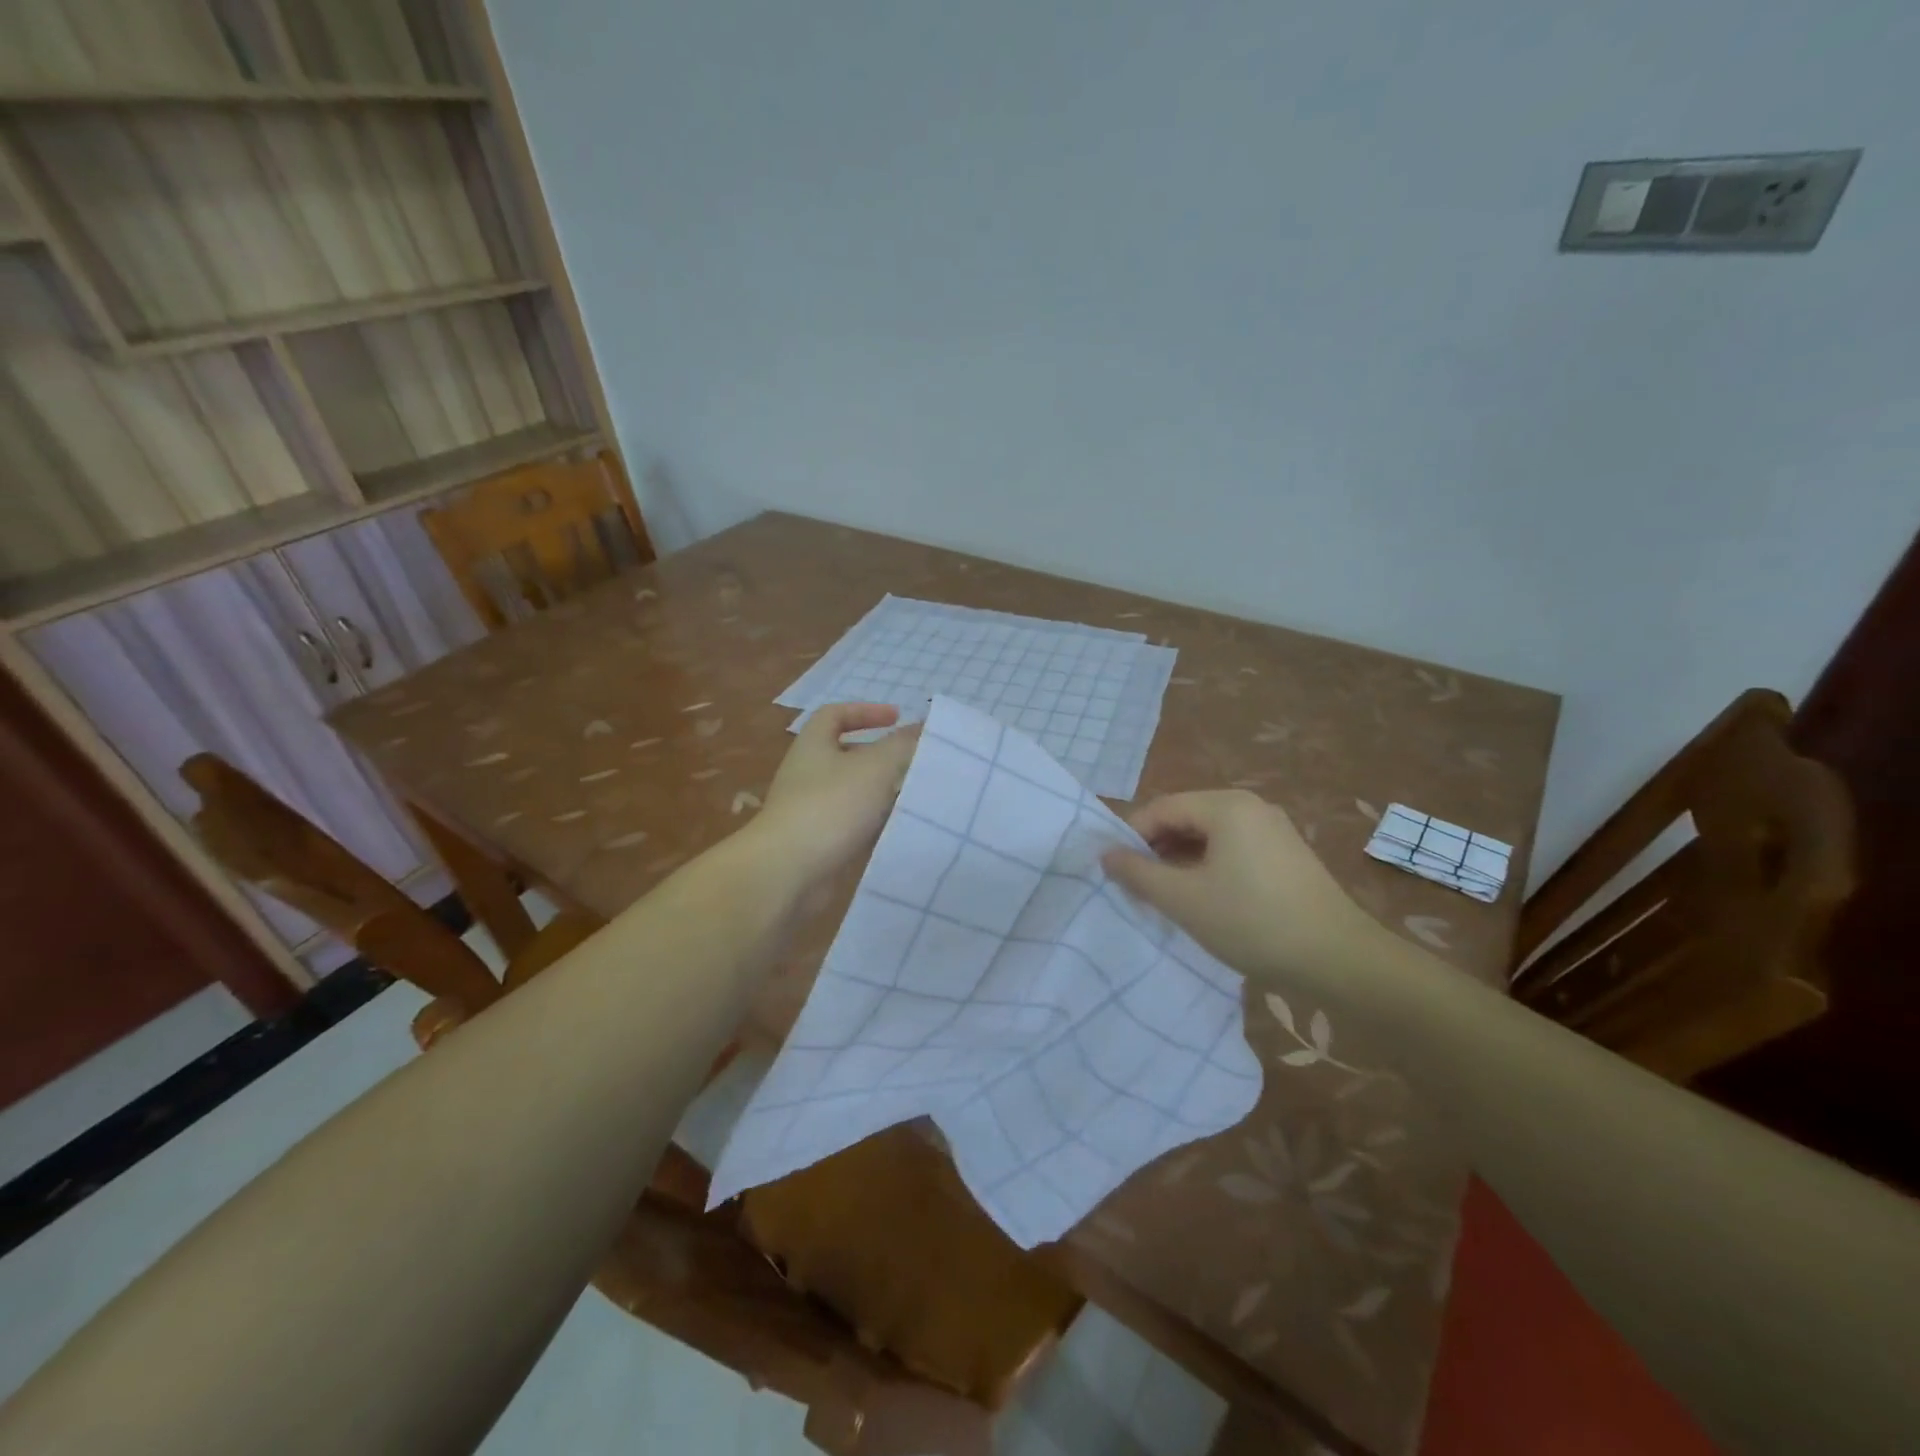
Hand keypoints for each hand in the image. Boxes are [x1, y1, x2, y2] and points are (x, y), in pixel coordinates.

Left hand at [751, 703, 919, 893]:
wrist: (787, 872)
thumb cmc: (830, 806)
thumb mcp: (874, 767)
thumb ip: (902, 745)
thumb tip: (923, 725)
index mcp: (813, 745)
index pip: (835, 714)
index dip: (866, 711)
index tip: (897, 718)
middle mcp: (808, 774)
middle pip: (847, 754)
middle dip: (881, 755)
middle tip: (915, 760)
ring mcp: (812, 810)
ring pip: (853, 792)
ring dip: (882, 791)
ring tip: (917, 793)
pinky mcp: (820, 842)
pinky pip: (853, 824)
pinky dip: (875, 823)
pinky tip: (900, 827)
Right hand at [1102, 790, 1380, 986]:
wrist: (1339, 960)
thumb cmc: (1252, 922)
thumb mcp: (1184, 900)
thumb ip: (1138, 873)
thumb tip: (1106, 854)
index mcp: (1226, 806)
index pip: (1161, 808)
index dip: (1131, 836)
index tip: (1114, 869)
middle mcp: (1251, 806)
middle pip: (1186, 817)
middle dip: (1156, 848)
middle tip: (1136, 885)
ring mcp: (1273, 829)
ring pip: (1210, 835)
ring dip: (1181, 860)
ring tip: (1165, 894)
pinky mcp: (1287, 854)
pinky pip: (1233, 849)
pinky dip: (1209, 866)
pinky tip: (1204, 898)